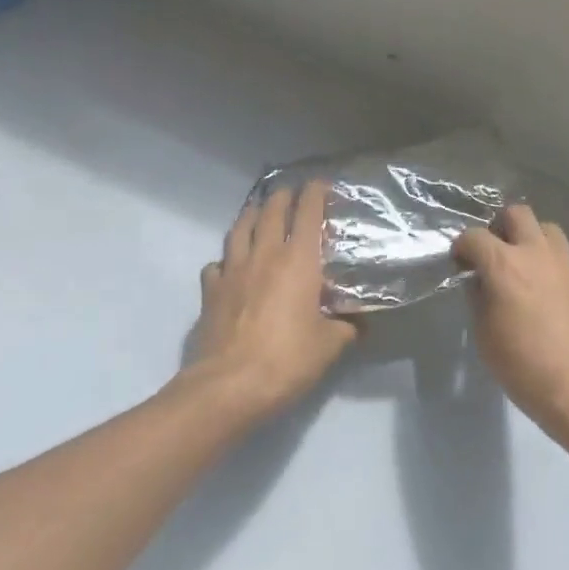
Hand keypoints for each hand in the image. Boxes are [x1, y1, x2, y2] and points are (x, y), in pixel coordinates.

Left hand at [182, 180, 357, 421]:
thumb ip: (346, 328)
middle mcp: (264, 256)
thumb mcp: (330, 345)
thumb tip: (358, 324)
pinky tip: (230, 265)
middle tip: (291, 191)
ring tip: (259, 211)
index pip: (307, 213)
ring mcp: (232, 271)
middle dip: (282, 196)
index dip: (315, 193)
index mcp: (298, 261)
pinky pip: (217, 264)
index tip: (322, 183)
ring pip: (240, 229)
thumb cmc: (287, 360)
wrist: (229, 386)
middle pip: (271, 211)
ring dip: (251, 215)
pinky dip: (226, 258)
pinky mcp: (210, 291)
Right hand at [452, 205, 568, 438]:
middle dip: (499, 227)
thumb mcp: (484, 335)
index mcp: (504, 265)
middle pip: (517, 213)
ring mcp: (567, 263)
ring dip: (530, 238)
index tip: (460, 263)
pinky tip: (547, 292)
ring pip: (546, 228)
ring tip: (524, 266)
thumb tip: (479, 281)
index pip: (474, 236)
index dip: (462, 247)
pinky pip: (564, 256)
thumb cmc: (523, 367)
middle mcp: (537, 253)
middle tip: (494, 253)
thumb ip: (478, 298)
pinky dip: (550, 262)